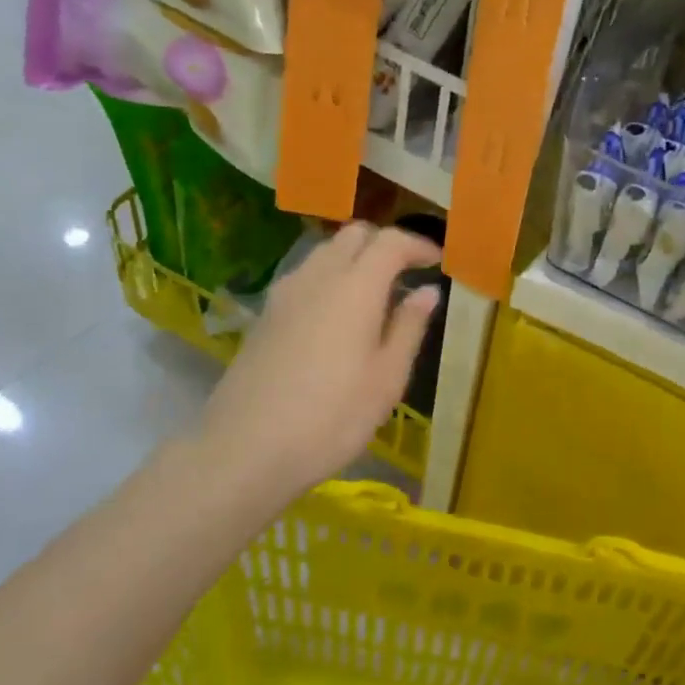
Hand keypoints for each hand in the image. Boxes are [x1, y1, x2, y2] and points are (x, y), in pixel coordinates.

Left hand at [193, 222, 440, 511]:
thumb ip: (409, 327)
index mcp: (356, 287)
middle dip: (384, 244)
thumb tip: (428, 291)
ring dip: (355, 258)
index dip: (418, 245)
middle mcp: (318, 277)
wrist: (245, 450)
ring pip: (325, 252)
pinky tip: (339, 315)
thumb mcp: (387, 378)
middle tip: (408, 272)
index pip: (390, 241)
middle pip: (353, 235)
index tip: (438, 261)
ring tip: (377, 293)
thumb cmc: (332, 417)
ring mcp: (285, 294)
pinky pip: (305, 276)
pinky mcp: (265, 315)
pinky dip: (330, 277)